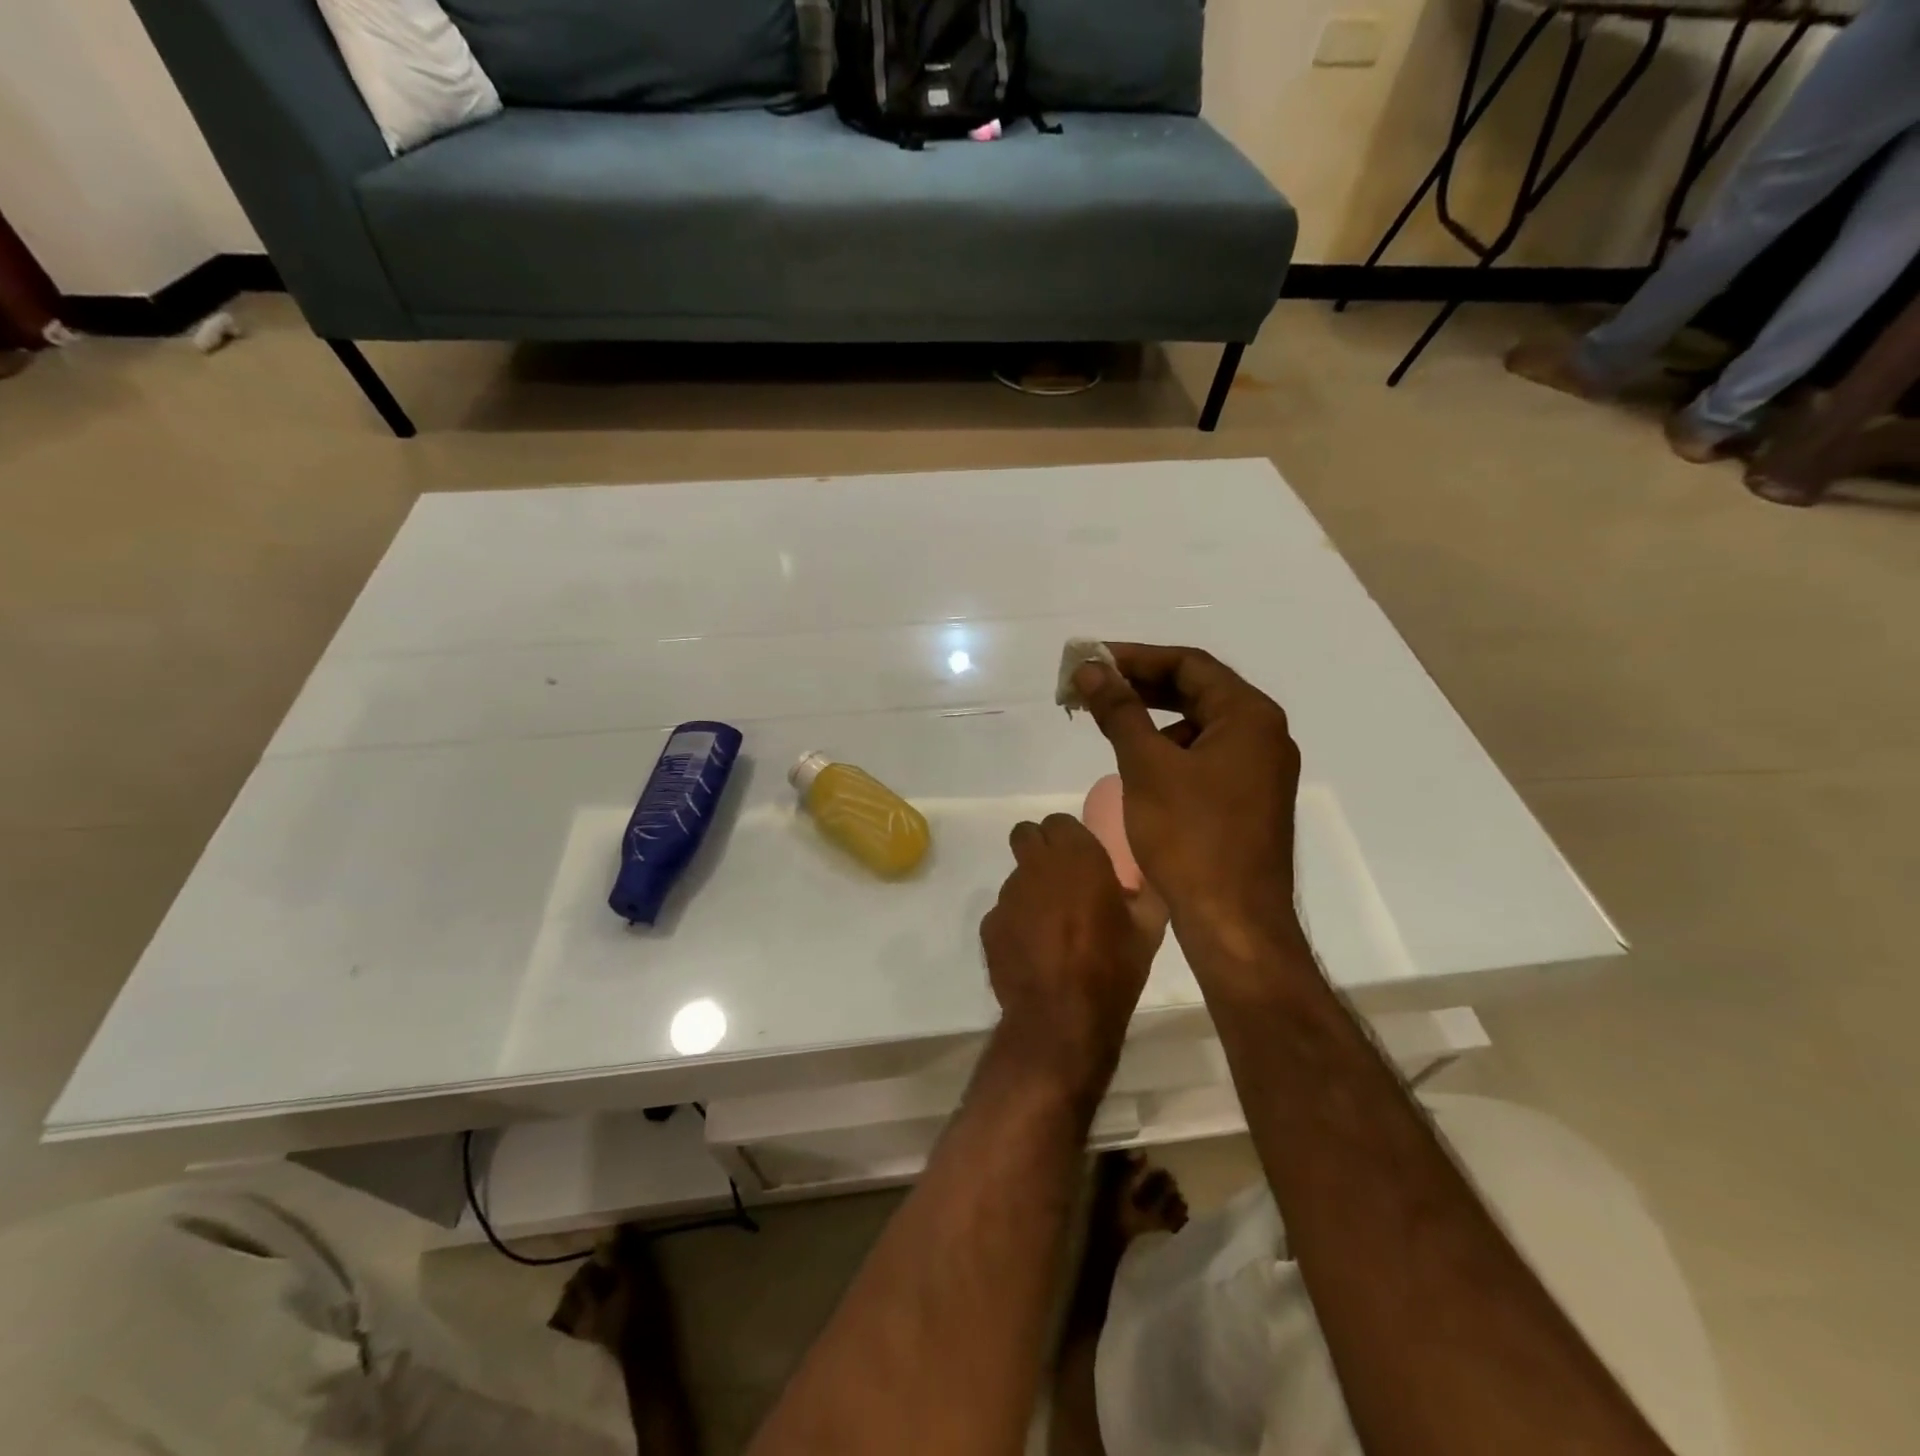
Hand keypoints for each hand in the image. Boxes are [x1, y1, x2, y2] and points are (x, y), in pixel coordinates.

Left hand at [980, 815, 1166, 1092]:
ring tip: (1052, 928)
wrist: (1061, 1019)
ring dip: (1031, 890)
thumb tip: (1141, 880)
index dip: (1068, 837)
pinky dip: (1016, 923)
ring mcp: (1008, 895)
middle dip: (1039, 848)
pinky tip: (1034, 952)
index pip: (1059, 821)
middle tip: (1060, 878)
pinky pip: (1004, 912)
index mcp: (1077, 857)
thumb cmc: (1112, 969)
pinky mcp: (990, 925)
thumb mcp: (1148, 930)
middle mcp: (1036, 866)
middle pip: (1026, 835)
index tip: (1082, 858)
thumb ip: (1145, 893)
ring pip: (1016, 877)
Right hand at [1071, 645, 1301, 950]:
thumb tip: (1090, 669)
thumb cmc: (1190, 837)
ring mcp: (1259, 770)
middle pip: (1196, 691)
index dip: (1135, 657)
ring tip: (1109, 727)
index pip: (1189, 664)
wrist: (1233, 923)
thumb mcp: (1147, 766)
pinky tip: (1139, 768)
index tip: (1090, 660)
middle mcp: (1263, 735)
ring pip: (1199, 727)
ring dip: (1153, 719)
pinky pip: (1205, 758)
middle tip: (1091, 687)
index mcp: (1249, 716)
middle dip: (1141, 686)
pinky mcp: (1248, 801)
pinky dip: (1169, 751)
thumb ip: (1119, 710)